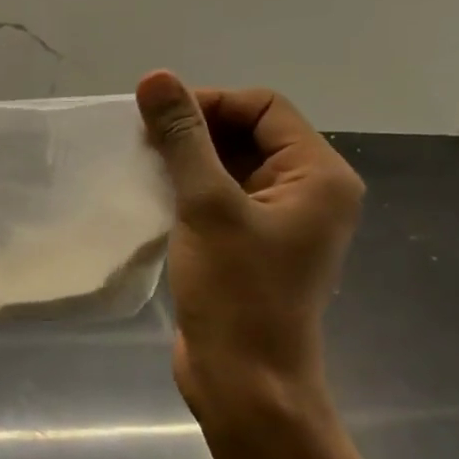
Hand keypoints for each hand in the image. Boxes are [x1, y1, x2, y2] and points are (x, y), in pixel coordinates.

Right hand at [137, 72, 363, 419]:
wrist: (243, 379)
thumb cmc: (236, 291)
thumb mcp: (207, 206)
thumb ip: (183, 139)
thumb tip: (156, 78)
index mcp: (317, 175)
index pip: (264, 108)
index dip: (210, 103)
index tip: (156, 121)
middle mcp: (306, 192)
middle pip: (248, 134)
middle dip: (195, 132)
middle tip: (143, 144)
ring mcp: (278, 222)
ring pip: (229, 168)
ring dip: (186, 161)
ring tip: (141, 168)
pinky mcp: (249, 246)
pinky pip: (219, 200)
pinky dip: (186, 191)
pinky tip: (152, 197)